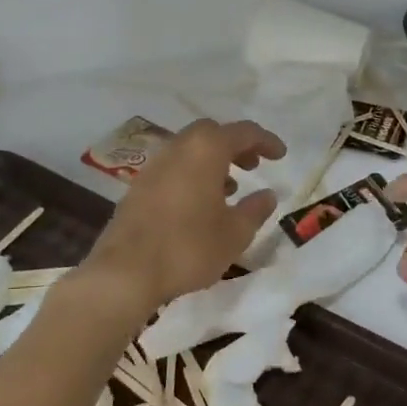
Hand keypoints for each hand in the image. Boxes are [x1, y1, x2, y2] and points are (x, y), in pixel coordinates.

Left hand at [81, 119, 285, 311]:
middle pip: (211, 133)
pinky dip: (193, 175)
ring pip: (189, 150)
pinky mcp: (138, 188)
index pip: (243, 132)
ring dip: (213, 162)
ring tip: (230, 188)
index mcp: (205, 151)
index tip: (281, 155)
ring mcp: (153, 167)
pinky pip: (173, 169)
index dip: (265, 141)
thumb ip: (256, 210)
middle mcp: (177, 149)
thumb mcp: (235, 233)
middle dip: (236, 145)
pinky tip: (200, 205)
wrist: (125, 273)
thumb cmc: (189, 248)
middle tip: (254, 166)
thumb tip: (268, 195)